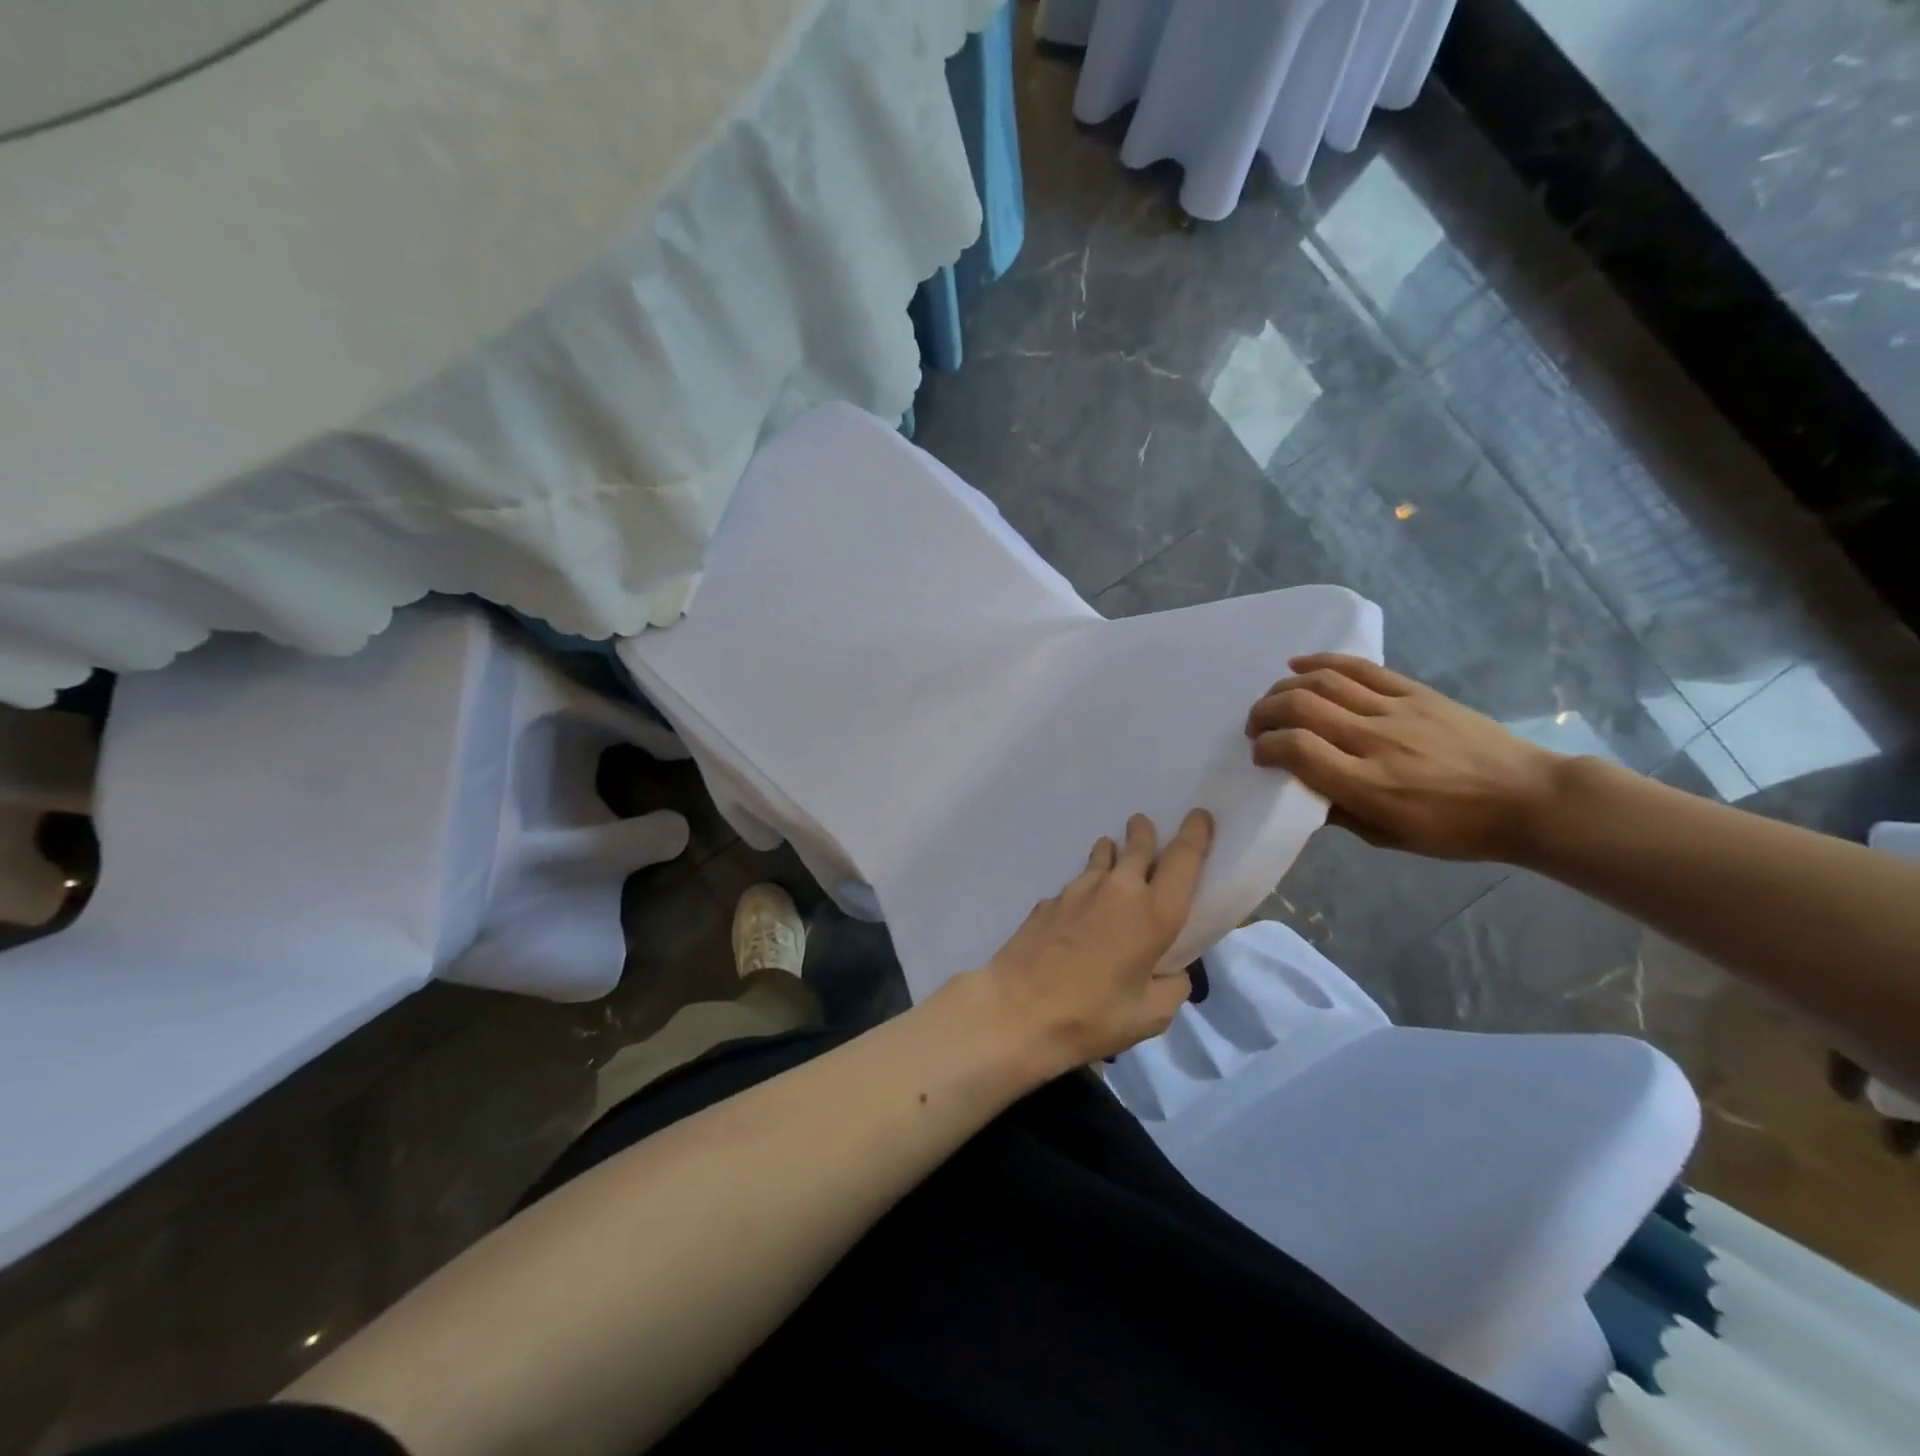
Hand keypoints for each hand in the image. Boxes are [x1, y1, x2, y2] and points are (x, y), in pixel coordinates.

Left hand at [970, 809, 1213, 1071]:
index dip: (1196, 834)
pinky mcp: (1048, 901)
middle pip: (1139, 846)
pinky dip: (1086, 888)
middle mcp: (1118, 890)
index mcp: (1154, 913)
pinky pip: (1076, 885)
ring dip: (1112, 852)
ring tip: (1113, 853)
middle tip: (1144, 826)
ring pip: (1102, 856)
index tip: (1200, 816)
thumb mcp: (1150, 1015)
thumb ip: (1172, 987)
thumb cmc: (1092, 1016)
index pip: (1184, 859)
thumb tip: (1170, 971)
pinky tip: (1079, 910)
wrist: (1017, 1010)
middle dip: (1145, 833)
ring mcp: (1078, 891)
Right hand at [1245, 654, 1562, 861]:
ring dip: (1286, 687)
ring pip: (1323, 681)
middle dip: (1264, 712)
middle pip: (1300, 706)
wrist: (1529, 798)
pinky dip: (1322, 661)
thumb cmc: (1456, 830)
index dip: (1265, 748)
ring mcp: (1396, 710)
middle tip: (1257, 726)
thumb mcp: (1388, 837)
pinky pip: (1360, 667)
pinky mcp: (1415, 691)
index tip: (1260, 756)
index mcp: (1366, 784)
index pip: (1295, 749)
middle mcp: (1374, 740)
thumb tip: (1303, 789)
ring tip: (1275, 699)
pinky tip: (1299, 664)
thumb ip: (1338, 812)